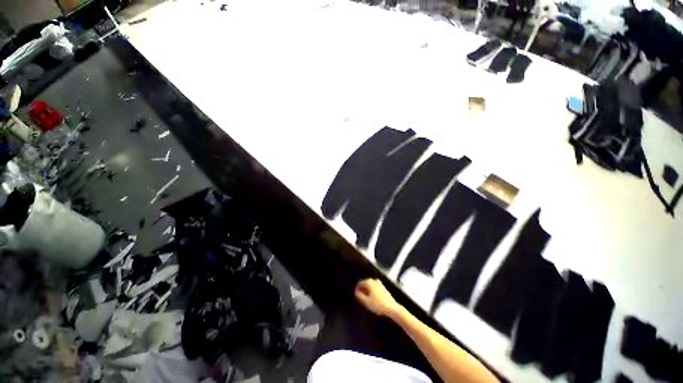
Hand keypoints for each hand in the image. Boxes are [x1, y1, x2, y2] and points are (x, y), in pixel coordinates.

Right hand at [355, 278, 401, 317]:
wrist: (392, 308)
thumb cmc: (378, 304)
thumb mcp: (366, 301)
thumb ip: (359, 296)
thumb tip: (356, 292)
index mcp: (369, 282)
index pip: (360, 283)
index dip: (357, 289)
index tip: (355, 295)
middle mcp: (374, 280)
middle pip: (365, 284)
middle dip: (362, 290)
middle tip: (360, 298)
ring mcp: (379, 283)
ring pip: (370, 286)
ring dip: (367, 291)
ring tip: (365, 299)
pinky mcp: (383, 287)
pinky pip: (374, 288)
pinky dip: (371, 292)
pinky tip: (372, 299)